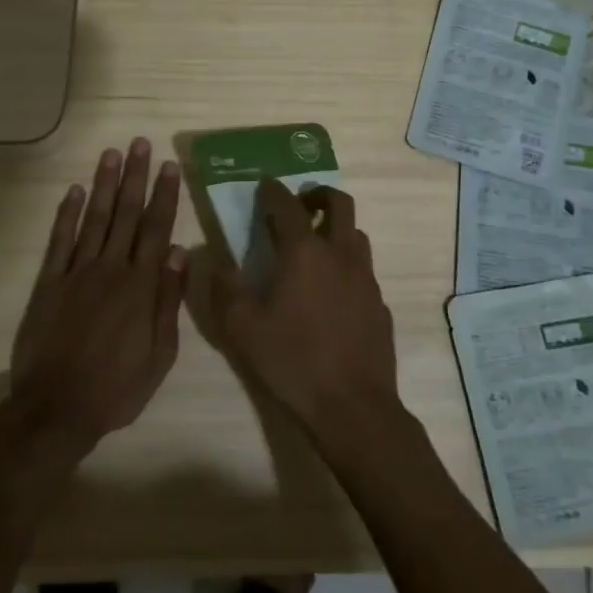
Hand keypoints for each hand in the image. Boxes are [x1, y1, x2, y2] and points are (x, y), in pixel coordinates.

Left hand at [9, 139, 187, 454]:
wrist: (56, 410)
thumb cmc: (117, 388)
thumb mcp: (160, 355)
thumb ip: (169, 301)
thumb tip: (179, 253)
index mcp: (141, 286)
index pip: (156, 229)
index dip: (163, 195)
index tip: (168, 166)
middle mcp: (110, 269)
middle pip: (126, 214)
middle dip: (135, 177)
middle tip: (140, 143)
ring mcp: (76, 273)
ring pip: (94, 218)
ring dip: (104, 184)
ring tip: (111, 153)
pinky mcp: (48, 283)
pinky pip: (59, 241)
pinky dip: (67, 214)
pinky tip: (75, 191)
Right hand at [206, 178, 399, 441]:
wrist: (354, 407)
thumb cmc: (293, 363)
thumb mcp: (243, 329)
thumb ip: (225, 288)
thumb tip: (213, 257)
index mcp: (304, 252)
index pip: (287, 204)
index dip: (272, 190)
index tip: (262, 185)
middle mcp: (340, 253)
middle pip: (338, 202)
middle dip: (317, 195)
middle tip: (299, 206)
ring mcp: (365, 277)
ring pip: (356, 233)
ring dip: (335, 228)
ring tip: (314, 247)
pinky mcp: (379, 302)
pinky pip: (363, 269)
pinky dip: (346, 264)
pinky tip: (332, 293)